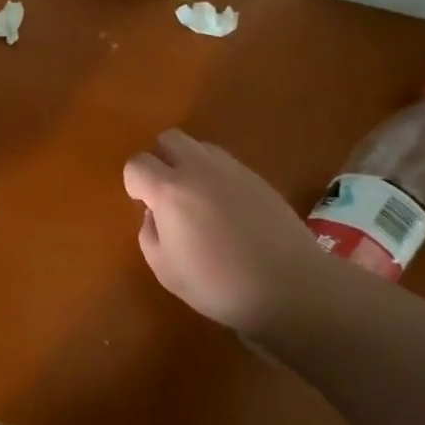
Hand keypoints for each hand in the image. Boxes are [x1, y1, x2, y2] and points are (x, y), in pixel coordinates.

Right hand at [122, 130, 323, 339]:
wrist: (290, 285)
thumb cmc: (219, 284)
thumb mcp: (166, 270)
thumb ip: (149, 234)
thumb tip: (154, 214)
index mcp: (170, 191)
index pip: (137, 164)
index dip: (134, 183)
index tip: (144, 206)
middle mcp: (199, 169)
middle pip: (168, 139)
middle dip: (160, 159)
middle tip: (166, 194)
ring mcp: (232, 169)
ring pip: (199, 146)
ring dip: (189, 164)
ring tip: (197, 199)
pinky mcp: (257, 177)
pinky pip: (225, 162)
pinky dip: (216, 176)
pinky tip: (226, 209)